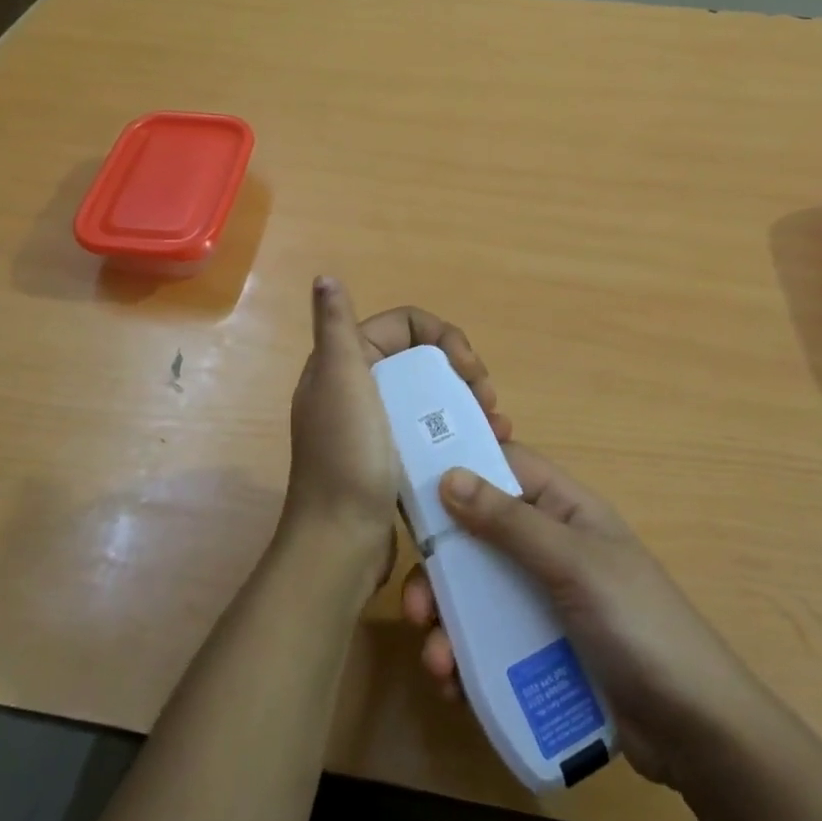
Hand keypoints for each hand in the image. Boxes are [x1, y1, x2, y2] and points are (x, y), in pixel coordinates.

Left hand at [283, 279, 508, 592]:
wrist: (340, 543)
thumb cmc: (348, 457)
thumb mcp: (342, 381)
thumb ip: (337, 327)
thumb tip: (325, 277)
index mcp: (345, 363)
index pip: (405, 326)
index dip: (444, 337)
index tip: (470, 370)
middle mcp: (357, 388)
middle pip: (423, 360)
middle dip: (462, 372)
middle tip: (488, 401)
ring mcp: (375, 426)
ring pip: (430, 396)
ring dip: (466, 403)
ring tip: (496, 427)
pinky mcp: (390, 459)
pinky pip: (429, 431)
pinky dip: (456, 431)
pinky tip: (484, 447)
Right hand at [401, 445, 750, 789]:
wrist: (695, 731)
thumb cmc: (639, 626)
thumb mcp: (574, 565)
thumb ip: (511, 522)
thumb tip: (448, 474)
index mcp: (564, 511)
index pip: (504, 468)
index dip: (459, 468)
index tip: (408, 486)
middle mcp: (548, 549)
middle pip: (476, 539)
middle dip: (440, 570)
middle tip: (416, 606)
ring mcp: (541, 603)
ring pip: (475, 596)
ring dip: (446, 624)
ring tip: (437, 662)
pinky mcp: (538, 652)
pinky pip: (487, 643)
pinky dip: (463, 660)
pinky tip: (453, 686)